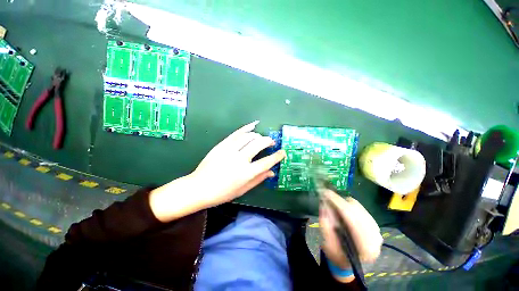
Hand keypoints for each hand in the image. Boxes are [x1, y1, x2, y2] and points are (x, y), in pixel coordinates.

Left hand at [149, 121, 285, 221]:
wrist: (198, 187)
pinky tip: (253, 125)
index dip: (277, 156)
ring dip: (258, 135)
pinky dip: (246, 128)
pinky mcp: (222, 145)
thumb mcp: (242, 190)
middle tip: (272, 142)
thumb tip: (271, 172)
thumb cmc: (222, 193)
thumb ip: (258, 180)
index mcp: (246, 173)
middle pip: (259, 144)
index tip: (283, 152)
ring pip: (249, 136)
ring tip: (261, 138)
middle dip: (268, 141)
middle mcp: (240, 159)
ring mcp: (230, 150)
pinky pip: (237, 133)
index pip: (267, 162)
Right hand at [319, 190, 381, 282]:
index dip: (337, 202)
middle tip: (327, 199)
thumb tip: (324, 203)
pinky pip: (361, 208)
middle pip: (356, 210)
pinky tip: (343, 212)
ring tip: (335, 207)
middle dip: (340, 201)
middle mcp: (375, 237)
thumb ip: (325, 224)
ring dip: (344, 203)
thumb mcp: (327, 244)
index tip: (326, 192)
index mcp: (364, 246)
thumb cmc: (337, 256)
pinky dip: (349, 206)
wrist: (349, 263)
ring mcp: (377, 231)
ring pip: (359, 207)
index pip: (351, 217)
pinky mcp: (375, 226)